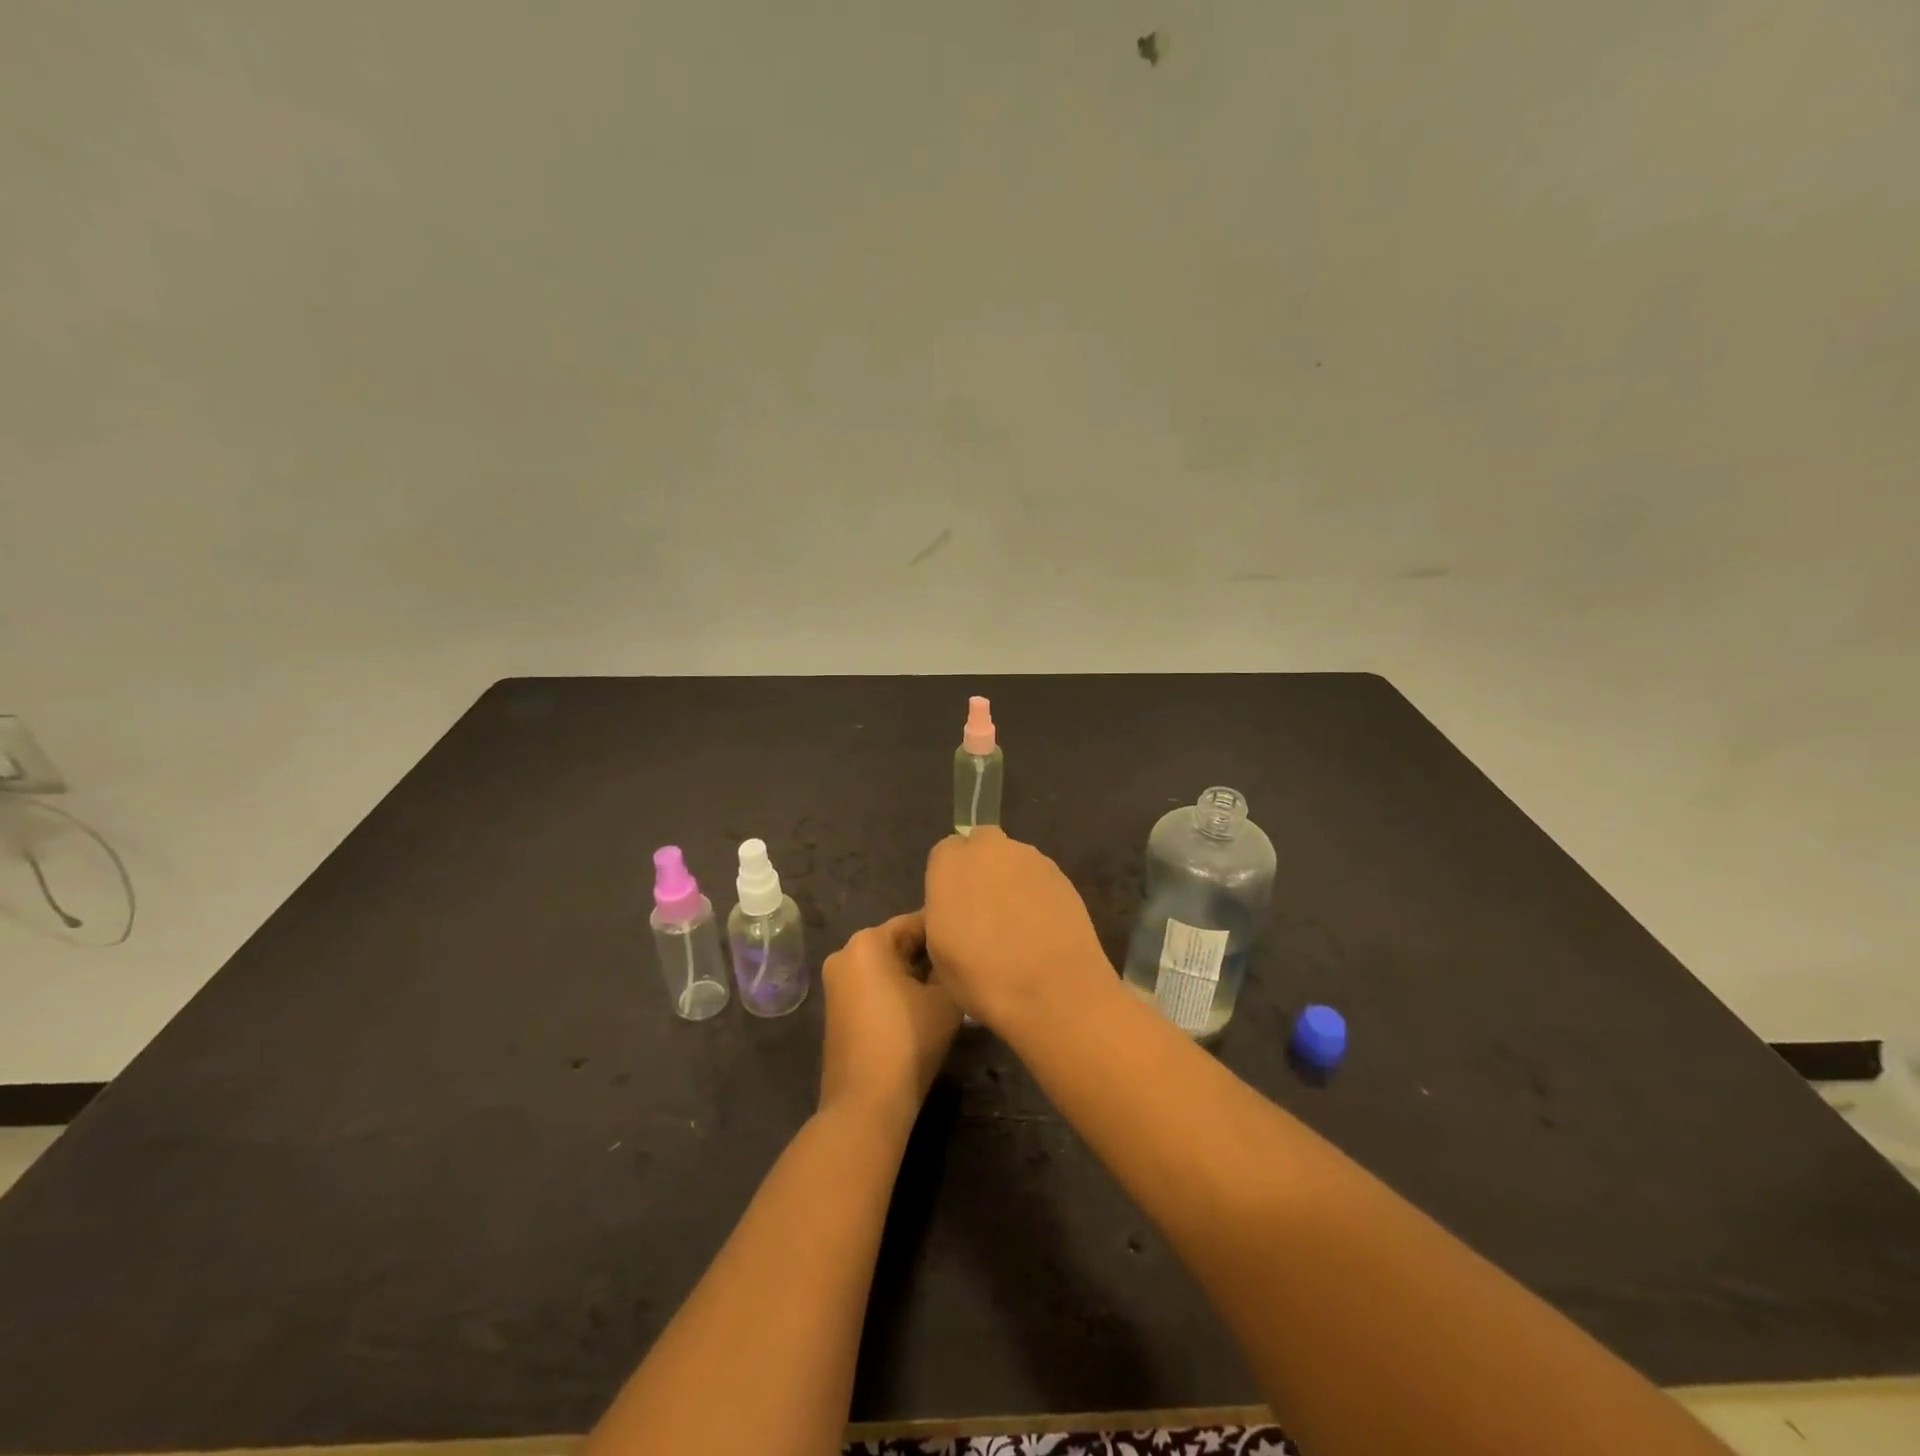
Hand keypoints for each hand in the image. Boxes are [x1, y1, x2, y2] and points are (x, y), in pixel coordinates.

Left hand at [818, 912, 962, 1131]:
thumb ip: (950, 967)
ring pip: (885, 965)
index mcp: (868, 941)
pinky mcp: (836, 1008)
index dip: (946, 933)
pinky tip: (921, 1006)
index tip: (970, 943)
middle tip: (963, 967)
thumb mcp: (945, 999)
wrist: (866, 1102)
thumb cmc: (908, 1041)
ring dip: (914, 973)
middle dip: (928, 954)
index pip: (917, 922)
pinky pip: (872, 985)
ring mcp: (836, 982)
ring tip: (948, 987)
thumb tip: (953, 957)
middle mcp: (845, 953)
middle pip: (898, 942)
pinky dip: (895, 989)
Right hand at [923, 828, 1114, 1033]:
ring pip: (1013, 859)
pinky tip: (1041, 928)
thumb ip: (942, 912)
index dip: (949, 879)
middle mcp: (990, 848)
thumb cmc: (982, 975)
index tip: (954, 908)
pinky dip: (1036, 893)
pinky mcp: (1062, 874)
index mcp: (951, 862)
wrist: (1053, 989)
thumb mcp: (938, 950)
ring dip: (1010, 880)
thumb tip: (957, 905)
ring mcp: (1031, 858)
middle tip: (984, 909)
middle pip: (982, 845)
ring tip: (1017, 924)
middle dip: (981, 867)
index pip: (945, 853)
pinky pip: (1039, 877)